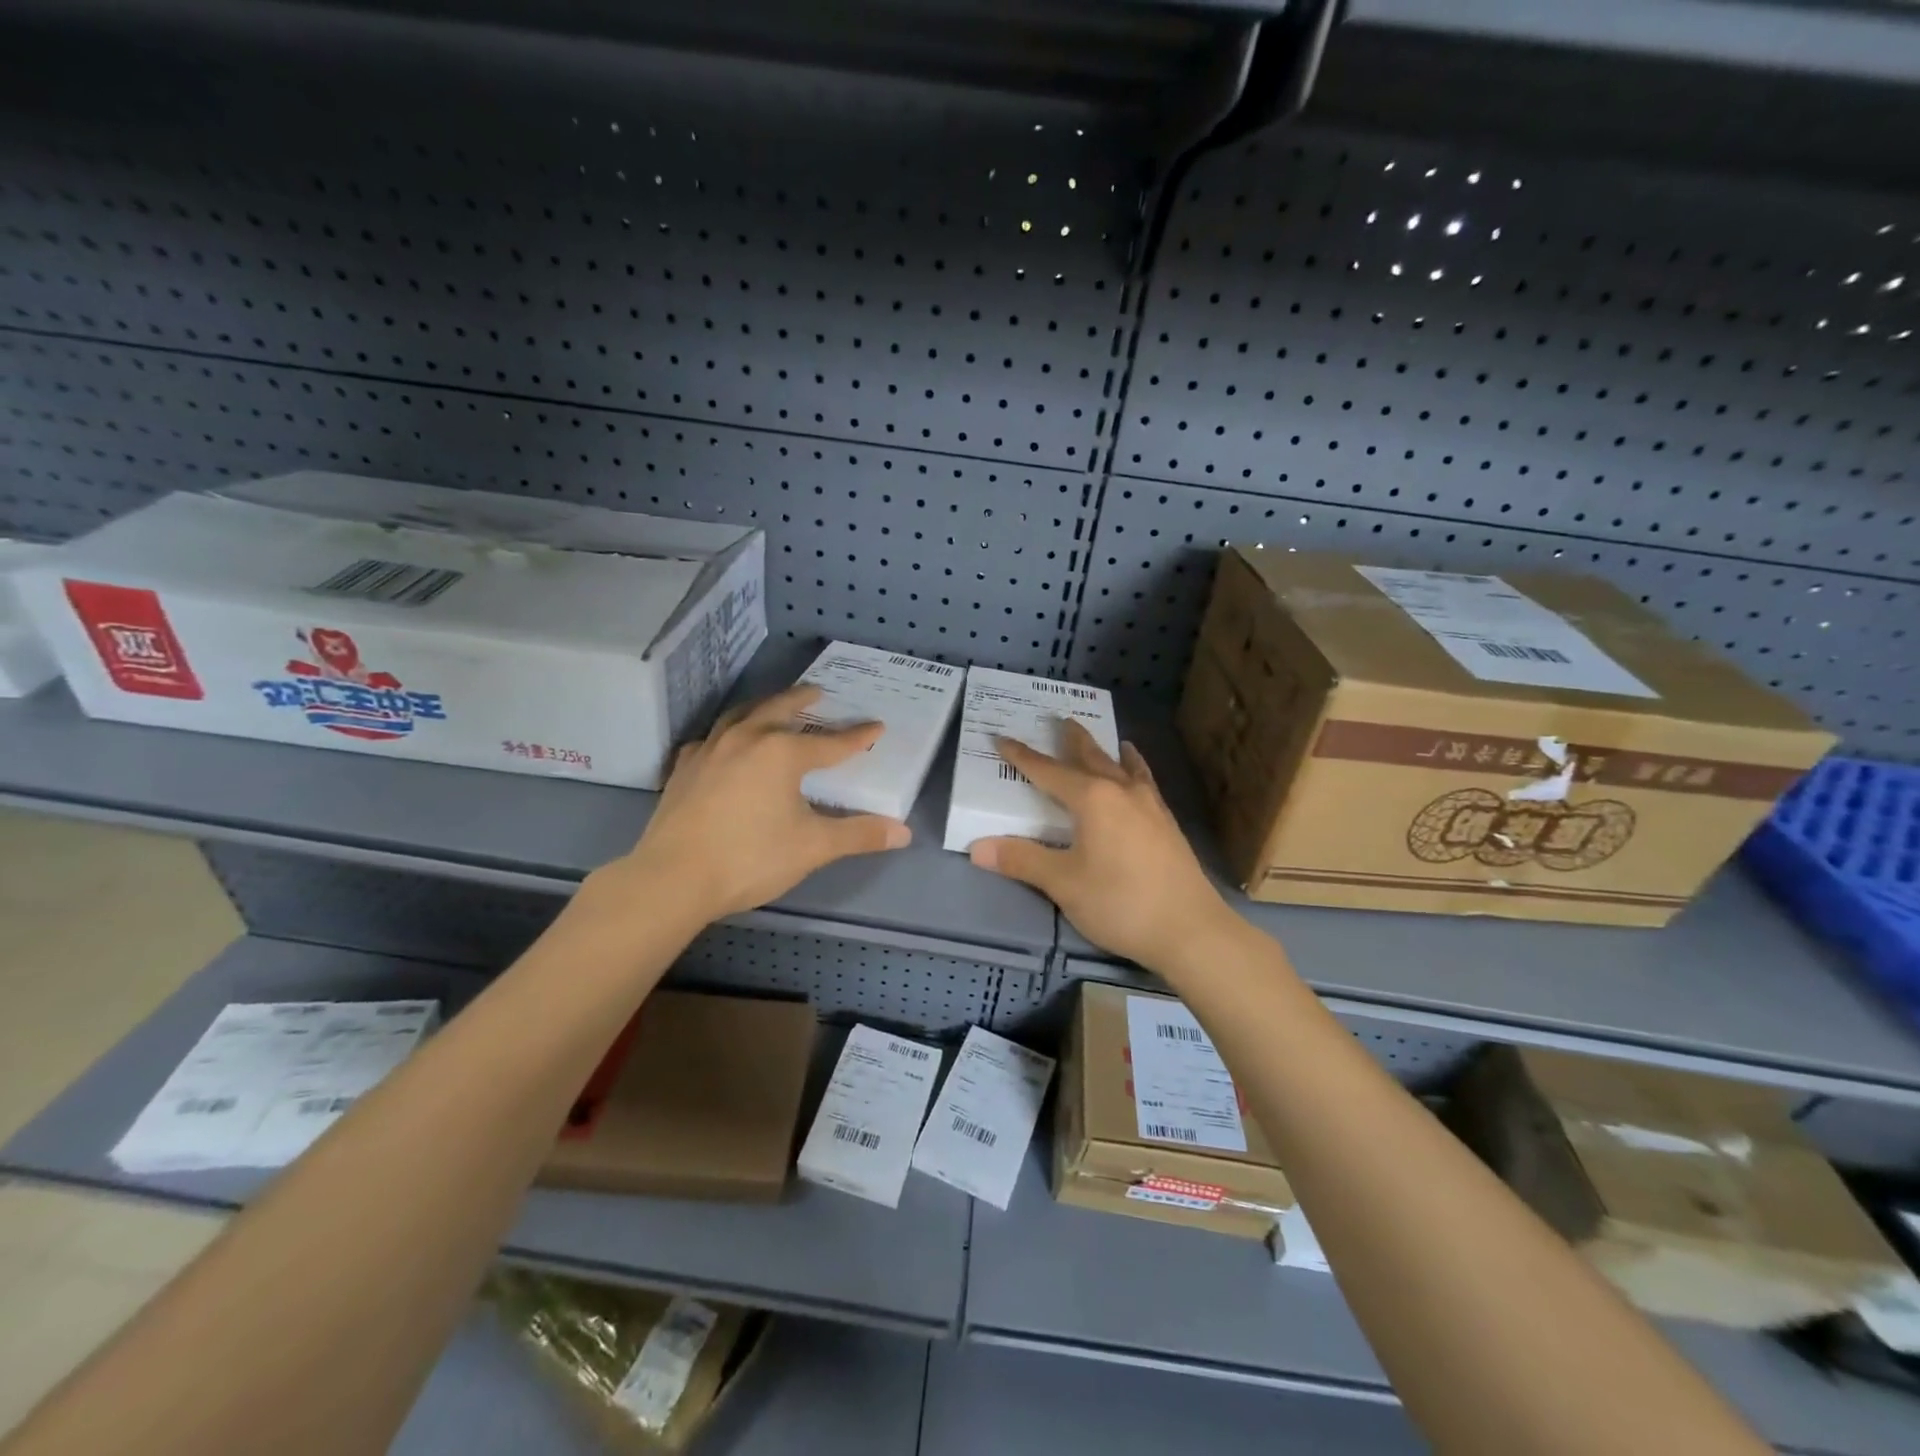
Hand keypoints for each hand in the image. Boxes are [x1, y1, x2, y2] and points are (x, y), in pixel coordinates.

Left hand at [591, 686, 911, 923]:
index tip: (877, 726)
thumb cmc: (750, 858)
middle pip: (780, 709)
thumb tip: (903, 832)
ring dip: (763, 707)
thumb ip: (858, 835)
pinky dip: (726, 734)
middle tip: (818, 693)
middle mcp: (746, 739)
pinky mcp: (684, 767)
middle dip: (802, 700)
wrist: (673, 878)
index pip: (831, 743)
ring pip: (741, 715)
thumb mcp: (813, 847)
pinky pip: (710, 738)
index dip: (857, 737)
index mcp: (781, 753)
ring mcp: (710, 750)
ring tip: (774, 707)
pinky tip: (726, 744)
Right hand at [969, 721, 1231, 968]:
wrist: (1190, 930)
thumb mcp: (1063, 883)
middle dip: (1072, 739)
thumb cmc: (1120, 902)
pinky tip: (1138, 779)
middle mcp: (1122, 791)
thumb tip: (977, 848)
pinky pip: (1145, 783)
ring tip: (1108, 739)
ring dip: (1108, 751)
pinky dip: (1135, 770)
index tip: (1001, 738)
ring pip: (1123, 767)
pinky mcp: (1167, 824)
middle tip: (1061, 719)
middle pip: (1092, 757)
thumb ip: (1021, 860)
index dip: (1022, 756)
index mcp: (1093, 799)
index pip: (1048, 771)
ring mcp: (1150, 805)